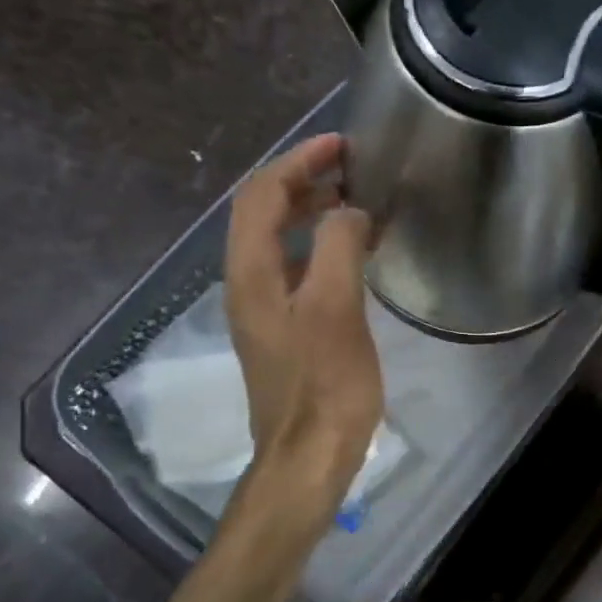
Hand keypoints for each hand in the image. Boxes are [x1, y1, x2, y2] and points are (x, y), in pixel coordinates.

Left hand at [224, 134, 383, 505]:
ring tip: (355, 202)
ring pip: (279, 241)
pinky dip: (319, 247)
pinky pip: (295, 269)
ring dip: (311, 212)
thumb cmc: (324, 384)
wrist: (307, 457)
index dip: (297, 161)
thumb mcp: (335, 308)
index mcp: (250, 272)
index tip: (341, 144)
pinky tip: (352, 255)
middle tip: (352, 168)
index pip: (261, 194)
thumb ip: (338, 247)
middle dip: (303, 181)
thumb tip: (350, 211)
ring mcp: (262, 309)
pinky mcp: (282, 331)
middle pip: (263, 213)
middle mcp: (246, 283)